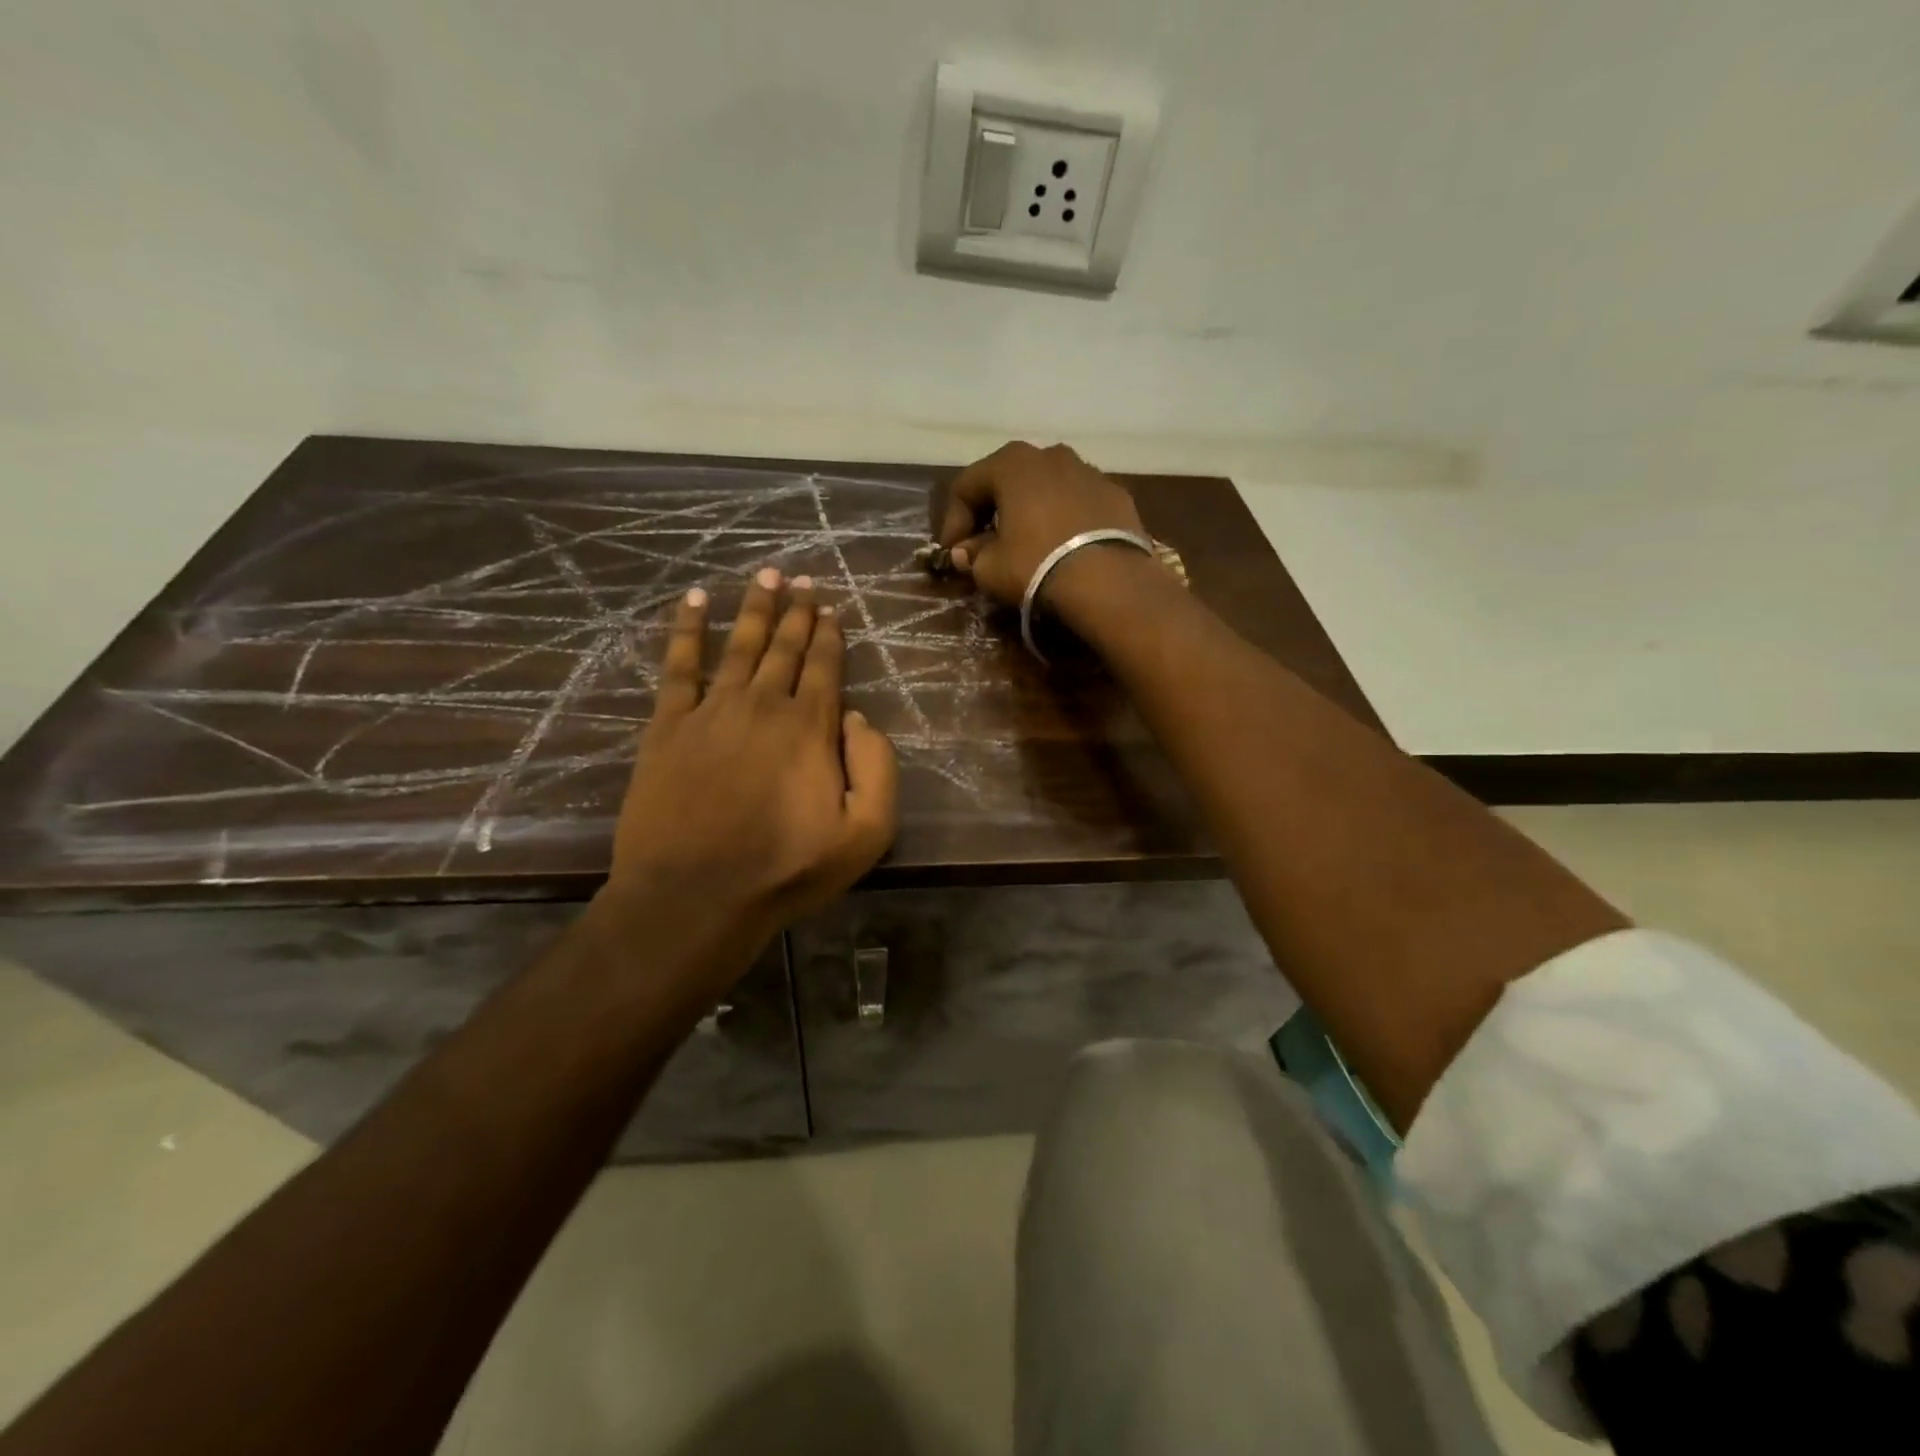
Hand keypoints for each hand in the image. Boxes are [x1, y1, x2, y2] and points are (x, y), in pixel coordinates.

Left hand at [597, 569, 897, 1005]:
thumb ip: (877, 768)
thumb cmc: (786, 870)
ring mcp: (711, 711)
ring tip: (764, 575)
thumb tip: (856, 718)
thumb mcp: (866, 833)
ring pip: (740, 645)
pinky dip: (687, 630)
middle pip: (784, 647)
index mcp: (810, 727)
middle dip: (796, 610)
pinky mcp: (668, 726)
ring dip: (755, 608)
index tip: (830, 606)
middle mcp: (763, 705)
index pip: (824, 666)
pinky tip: (694, 602)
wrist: (695, 895)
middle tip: (801, 577)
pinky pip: (679, 665)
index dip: (829, 633)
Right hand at [936, 441, 1146, 608]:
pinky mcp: (1117, 495)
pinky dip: (1064, 520)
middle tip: (984, 546)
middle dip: (991, 513)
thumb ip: (972, 556)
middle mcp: (1051, 455)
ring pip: (1047, 489)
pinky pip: (1078, 504)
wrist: (1109, 581)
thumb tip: (966, 552)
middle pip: (1008, 481)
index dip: (952, 521)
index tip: (952, 553)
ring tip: (1026, 546)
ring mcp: (1089, 471)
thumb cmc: (1036, 565)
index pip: (966, 486)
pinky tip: (1063, 548)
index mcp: (1012, 463)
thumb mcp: (990, 569)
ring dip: (1030, 513)